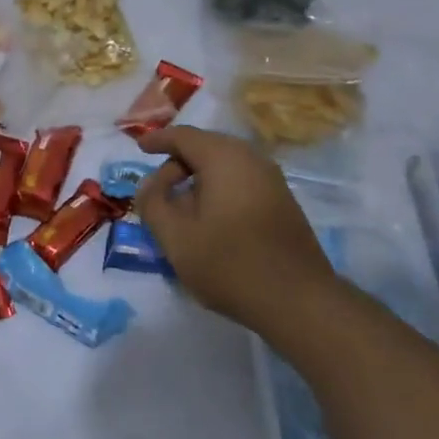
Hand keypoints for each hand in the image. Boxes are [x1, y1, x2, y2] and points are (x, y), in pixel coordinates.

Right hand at [134, 126, 338, 336]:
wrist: (300, 302)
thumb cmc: (230, 264)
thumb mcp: (175, 237)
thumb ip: (153, 202)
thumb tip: (150, 183)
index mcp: (223, 158)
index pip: (183, 136)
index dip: (158, 140)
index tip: (139, 147)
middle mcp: (251, 159)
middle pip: (205, 147)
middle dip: (178, 163)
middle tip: (157, 189)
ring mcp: (272, 180)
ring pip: (225, 165)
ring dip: (199, 179)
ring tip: (181, 209)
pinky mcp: (282, 202)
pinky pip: (241, 181)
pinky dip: (219, 189)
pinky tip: (210, 219)